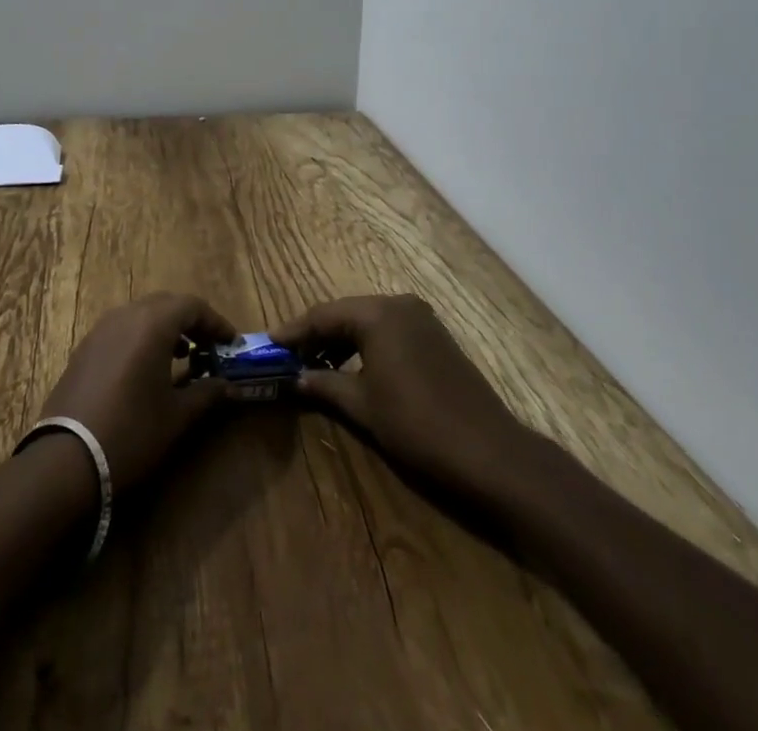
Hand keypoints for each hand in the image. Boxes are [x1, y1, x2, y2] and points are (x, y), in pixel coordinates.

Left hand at [38, 292, 235, 492]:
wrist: (67, 458)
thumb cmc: (132, 431)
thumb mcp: (177, 416)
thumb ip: (207, 393)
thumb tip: (229, 386)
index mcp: (152, 323)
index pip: (192, 306)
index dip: (216, 322)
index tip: (231, 343)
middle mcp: (126, 315)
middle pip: (166, 304)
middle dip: (191, 321)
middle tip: (209, 347)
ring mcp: (101, 330)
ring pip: (141, 314)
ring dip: (165, 328)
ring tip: (182, 357)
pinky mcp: (84, 348)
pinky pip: (121, 329)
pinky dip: (141, 338)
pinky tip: (146, 369)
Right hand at [272, 294, 556, 501]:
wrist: (489, 452)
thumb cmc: (417, 424)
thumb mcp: (363, 406)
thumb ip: (326, 385)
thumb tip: (297, 378)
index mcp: (378, 314)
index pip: (323, 315)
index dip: (294, 330)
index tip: (268, 343)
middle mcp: (399, 305)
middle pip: (345, 314)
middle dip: (316, 334)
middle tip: (288, 355)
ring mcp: (421, 319)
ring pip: (367, 321)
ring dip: (340, 340)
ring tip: (315, 364)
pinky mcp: (435, 337)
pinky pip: (389, 330)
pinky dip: (365, 345)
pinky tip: (352, 367)